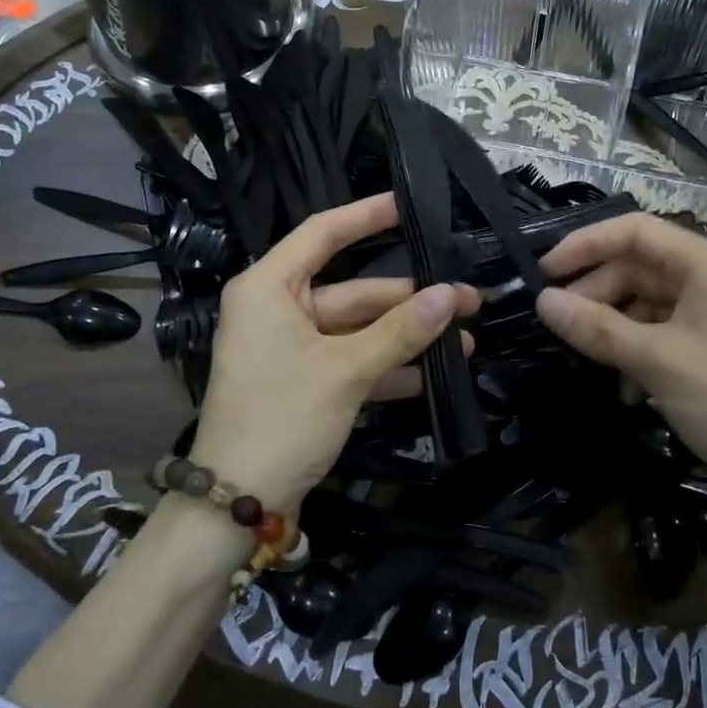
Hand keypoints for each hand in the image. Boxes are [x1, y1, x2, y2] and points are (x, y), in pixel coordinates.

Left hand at [192, 193, 479, 508]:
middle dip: (410, 300)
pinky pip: (351, 362)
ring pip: (357, 330)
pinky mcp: (304, 383)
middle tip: (468, 300)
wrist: (238, 503)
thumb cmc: (283, 418)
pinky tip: (433, 377)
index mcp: (269, 288)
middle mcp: (277, 310)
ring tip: (465, 341)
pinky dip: (387, 369)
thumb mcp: (346, 370)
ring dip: (406, 338)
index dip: (367, 215)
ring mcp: (291, 349)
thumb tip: (450, 294)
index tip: (410, 204)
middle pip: (353, 291)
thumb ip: (400, 330)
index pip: (323, 233)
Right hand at [534, 213, 706, 502]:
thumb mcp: (656, 359)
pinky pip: (656, 337)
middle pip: (637, 268)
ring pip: (643, 306)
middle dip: (595, 292)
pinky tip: (624, 391)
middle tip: (556, 322)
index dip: (586, 244)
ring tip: (584, 356)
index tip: (544, 272)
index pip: (636, 231)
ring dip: (611, 328)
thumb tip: (542, 302)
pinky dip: (632, 355)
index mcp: (706, 265)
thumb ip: (596, 327)